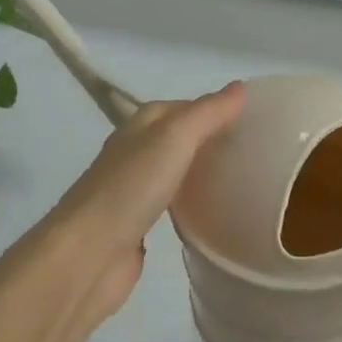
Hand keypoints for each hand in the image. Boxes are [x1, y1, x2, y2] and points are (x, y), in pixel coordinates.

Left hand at [49, 84, 245, 328]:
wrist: (88, 254)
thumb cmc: (130, 189)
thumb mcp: (174, 139)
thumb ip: (207, 114)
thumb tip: (240, 87)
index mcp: (139, 127)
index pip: (182, 107)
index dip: (214, 108)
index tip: (252, 119)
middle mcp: (134, 154)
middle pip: (178, 138)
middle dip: (210, 139)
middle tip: (252, 150)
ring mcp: (134, 191)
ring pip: (175, 171)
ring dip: (201, 171)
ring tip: (240, 177)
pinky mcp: (138, 226)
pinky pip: (171, 205)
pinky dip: (191, 202)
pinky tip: (212, 210)